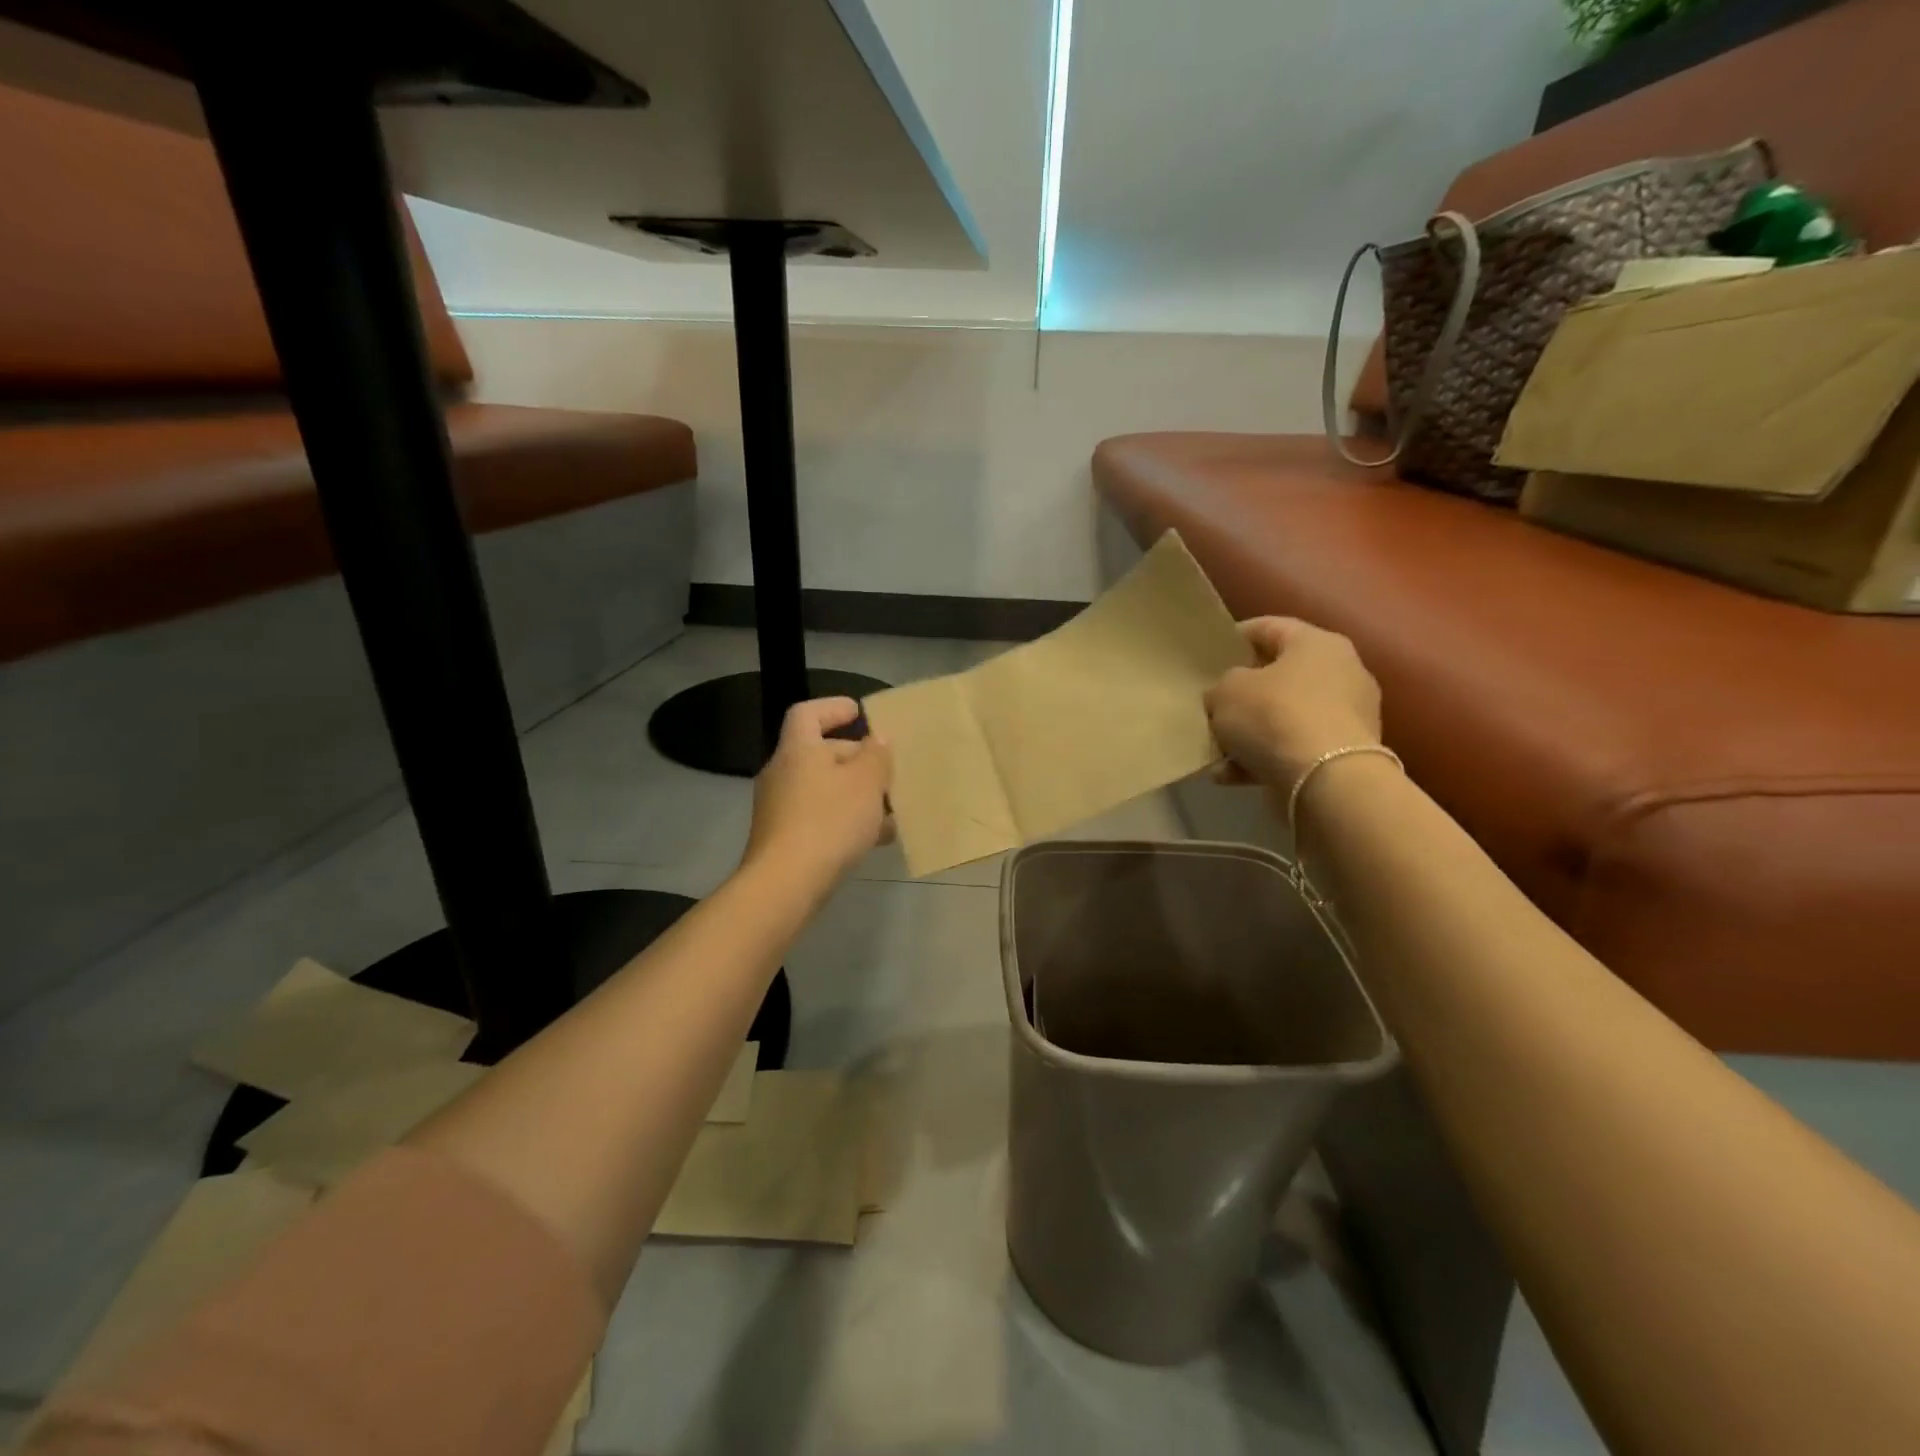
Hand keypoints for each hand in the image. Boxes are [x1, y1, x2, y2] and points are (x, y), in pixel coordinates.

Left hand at [743, 697, 893, 891]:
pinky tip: (876, 839)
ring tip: (891, 808)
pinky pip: (820, 818)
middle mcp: (782, 773)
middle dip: (856, 758)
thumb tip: (877, 739)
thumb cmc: (829, 821)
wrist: (786, 884)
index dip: (832, 708)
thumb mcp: (866, 783)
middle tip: (888, 769)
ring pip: (824, 790)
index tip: (858, 712)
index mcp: (798, 750)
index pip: (807, 714)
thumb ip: (876, 756)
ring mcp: (779, 809)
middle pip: (820, 753)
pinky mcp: (783, 839)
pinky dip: (846, 821)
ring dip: (856, 794)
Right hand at [1203, 618, 1381, 793]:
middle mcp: (1341, 672)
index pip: (1270, 627)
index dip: (1236, 637)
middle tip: (1213, 704)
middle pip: (1280, 676)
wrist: (1327, 780)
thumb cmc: (1274, 716)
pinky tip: (1231, 776)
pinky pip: (1294, 749)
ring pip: (1284, 717)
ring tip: (1217, 751)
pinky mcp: (1344, 754)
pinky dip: (1264, 759)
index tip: (1210, 654)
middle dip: (1244, 693)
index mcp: (1317, 643)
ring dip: (1249, 733)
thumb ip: (1221, 686)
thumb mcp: (1226, 691)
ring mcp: (1347, 716)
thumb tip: (1226, 695)